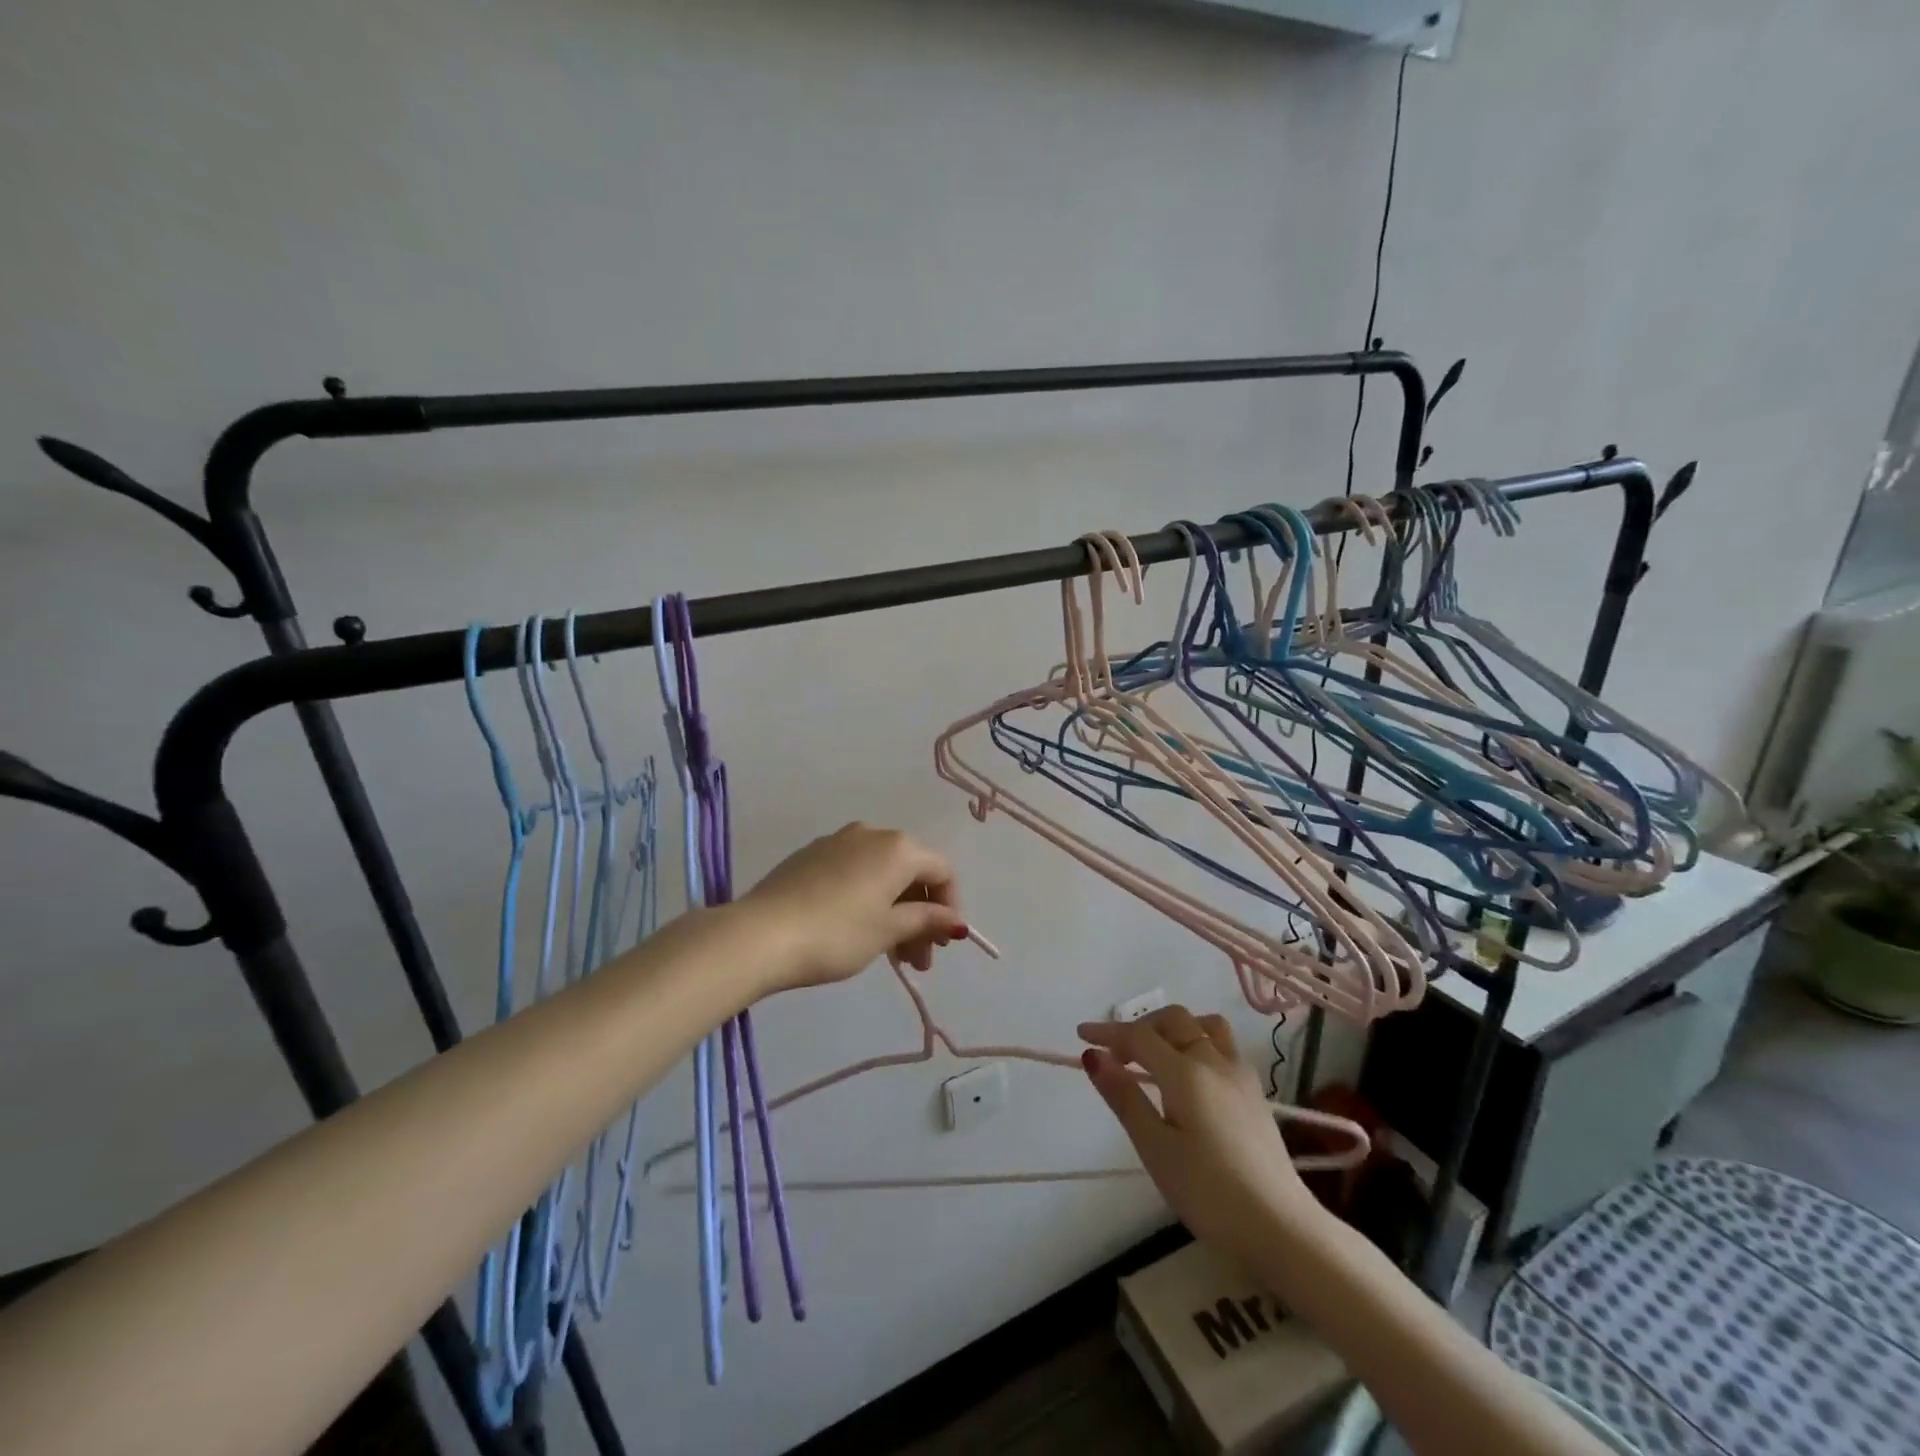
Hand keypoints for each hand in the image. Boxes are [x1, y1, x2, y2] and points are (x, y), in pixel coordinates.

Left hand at [738, 823, 967, 992]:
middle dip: (921, 915)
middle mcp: (871, 833)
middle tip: (917, 961)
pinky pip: (854, 873)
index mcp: (898, 847)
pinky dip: (867, 899)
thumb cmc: (836, 933)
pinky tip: (856, 931)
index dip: (950, 907)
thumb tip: (954, 920)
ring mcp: (837, 841)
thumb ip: (926, 920)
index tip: (942, 945)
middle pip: (911, 872)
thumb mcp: (888, 931)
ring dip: (895, 911)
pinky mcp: (810, 855)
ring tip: (889, 954)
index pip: (942, 871)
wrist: (760, 934)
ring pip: (881, 874)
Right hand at [1079, 1005, 1325, 1267]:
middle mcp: (1214, 1061)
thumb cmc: (1209, 1193)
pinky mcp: (1255, 1093)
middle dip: (1141, 1027)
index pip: (1139, 1036)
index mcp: (1186, 1072)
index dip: (1107, 1032)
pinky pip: (1222, 1046)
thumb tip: (1093, 1056)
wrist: (1282, 1228)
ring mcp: (1240, 1074)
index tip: (1081, 1035)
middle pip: (1174, 1020)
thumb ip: (1124, 1097)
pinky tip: (1190, 1076)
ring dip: (1175, 1029)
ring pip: (1204, 1026)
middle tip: (1117, 1055)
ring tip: (1156, 1057)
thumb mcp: (1155, 1148)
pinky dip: (1197, 1043)